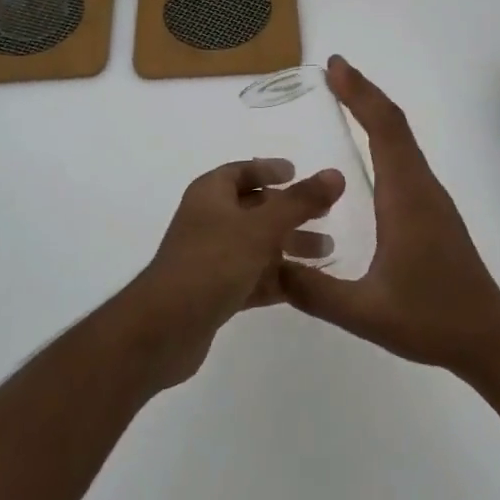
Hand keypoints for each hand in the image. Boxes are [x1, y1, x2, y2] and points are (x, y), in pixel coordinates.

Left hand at [125, 158, 343, 387]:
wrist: (164, 330)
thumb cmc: (211, 263)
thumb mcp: (261, 228)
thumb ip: (299, 202)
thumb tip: (336, 174)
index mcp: (211, 194)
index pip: (242, 171)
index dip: (269, 169)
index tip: (297, 172)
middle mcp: (209, 220)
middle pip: (255, 208)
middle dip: (290, 212)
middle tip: (326, 215)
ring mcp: (211, 258)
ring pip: (257, 244)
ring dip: (290, 246)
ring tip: (327, 251)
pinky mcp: (216, 292)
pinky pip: (253, 276)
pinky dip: (278, 277)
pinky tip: (307, 285)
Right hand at [280, 57, 499, 377]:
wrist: (489, 337)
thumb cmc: (431, 320)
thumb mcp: (365, 312)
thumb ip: (314, 291)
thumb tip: (269, 265)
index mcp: (405, 197)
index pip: (384, 129)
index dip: (360, 94)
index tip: (335, 67)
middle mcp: (420, 186)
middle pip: (394, 124)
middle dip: (363, 92)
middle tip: (332, 71)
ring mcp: (431, 196)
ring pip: (403, 138)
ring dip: (375, 111)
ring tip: (344, 96)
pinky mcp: (433, 209)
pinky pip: (406, 156)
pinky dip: (384, 134)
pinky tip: (369, 147)